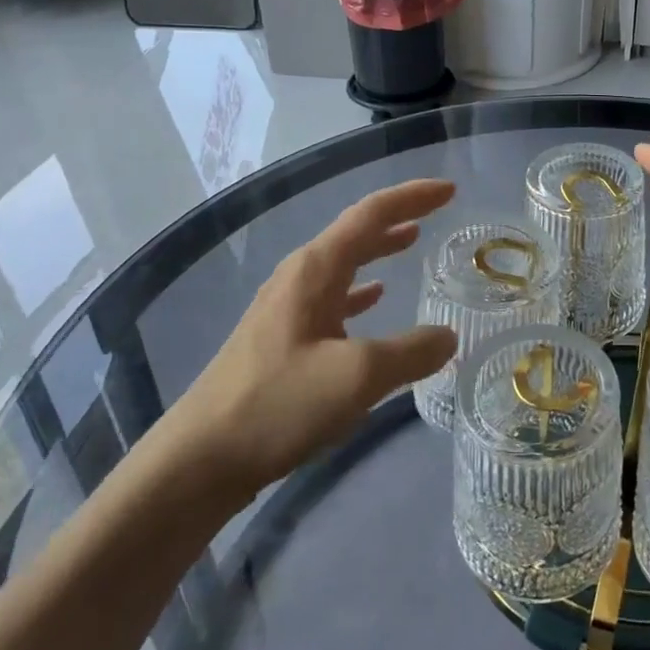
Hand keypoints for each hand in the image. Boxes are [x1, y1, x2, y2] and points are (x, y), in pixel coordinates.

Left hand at [156, 179, 458, 500]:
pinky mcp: (280, 340)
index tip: (450, 190)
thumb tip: (448, 336)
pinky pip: (332, 298)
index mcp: (314, 270)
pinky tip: (375, 299)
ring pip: (343, 264)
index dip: (412, 197)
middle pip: (355, 233)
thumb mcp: (358, 376)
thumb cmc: (278, 404)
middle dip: (398, 217)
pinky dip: (360, 291)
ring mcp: (285, 308)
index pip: (370, 214)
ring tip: (412, 242)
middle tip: (437, 212)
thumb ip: (411, 351)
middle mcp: (298, 278)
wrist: (199, 460)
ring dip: (379, 250)